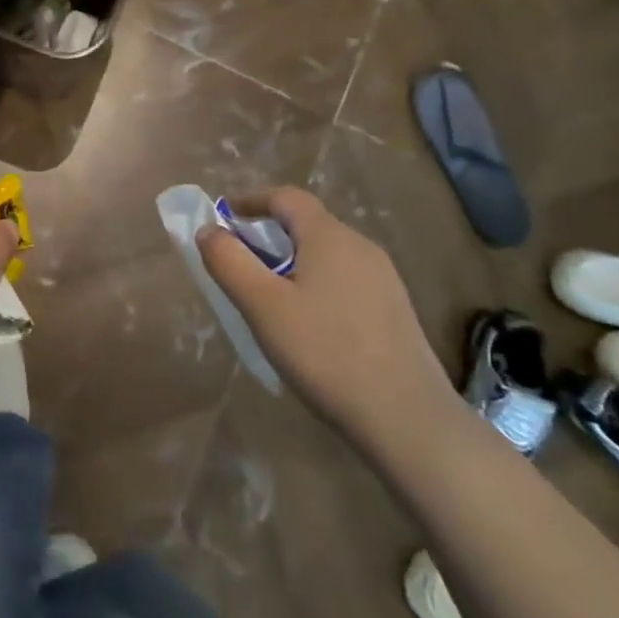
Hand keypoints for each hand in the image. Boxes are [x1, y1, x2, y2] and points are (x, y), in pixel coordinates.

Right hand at [198, 187, 456, 447]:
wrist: (409, 420)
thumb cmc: (326, 353)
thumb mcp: (262, 306)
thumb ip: (228, 262)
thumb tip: (208, 230)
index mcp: (329, 236)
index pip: (285, 197)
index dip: (250, 200)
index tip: (223, 218)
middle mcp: (361, 246)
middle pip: (307, 224)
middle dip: (268, 233)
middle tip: (239, 263)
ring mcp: (384, 279)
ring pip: (326, 254)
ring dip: (292, 261)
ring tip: (268, 297)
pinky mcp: (395, 311)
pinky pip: (344, 280)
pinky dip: (316, 284)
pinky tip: (309, 325)